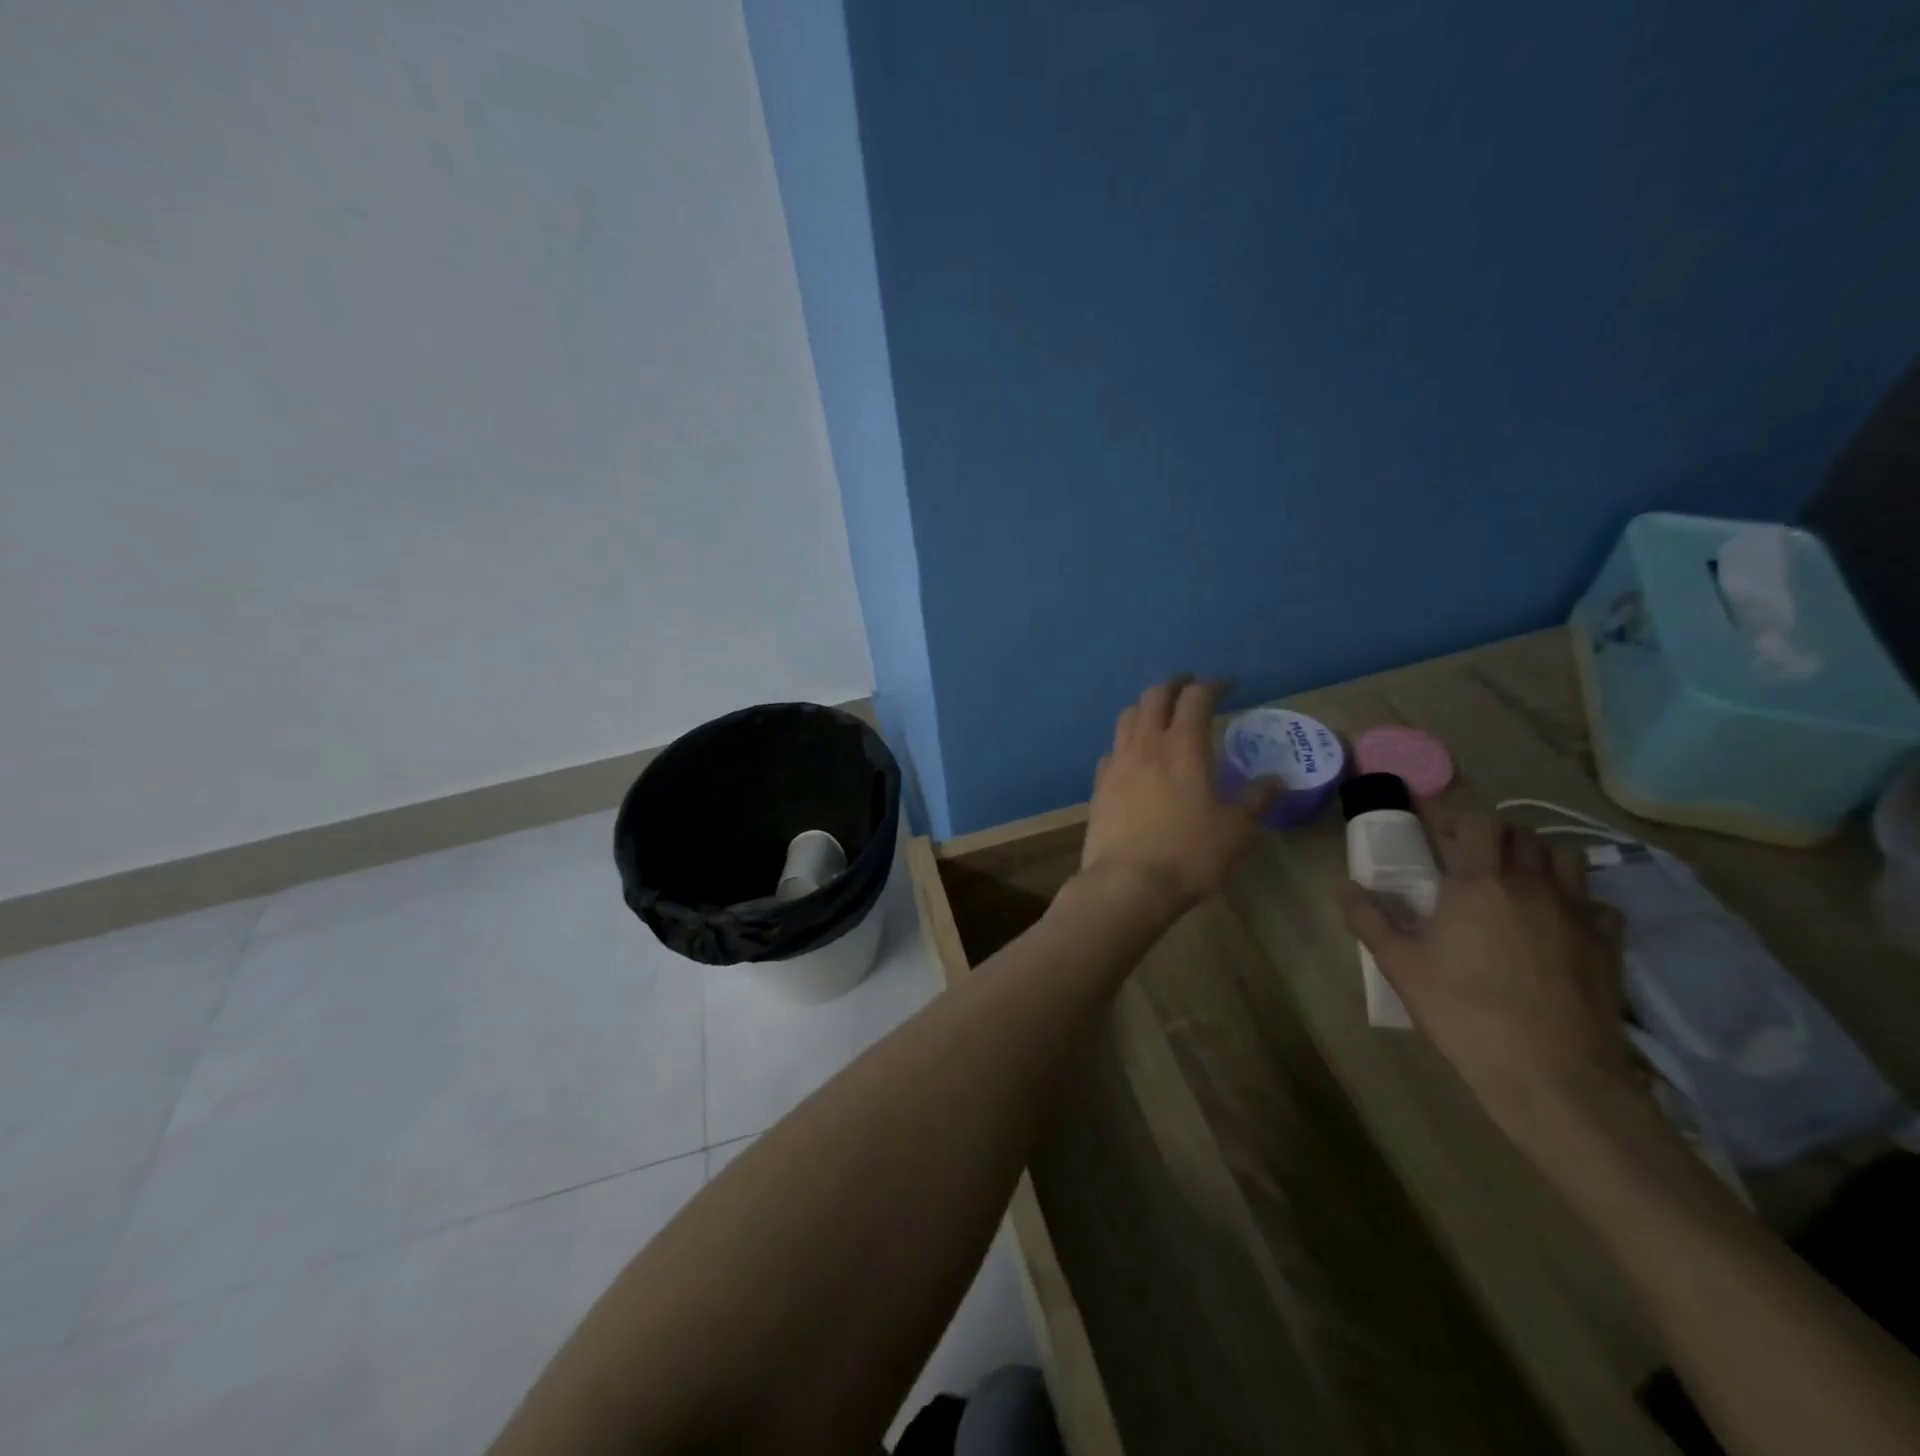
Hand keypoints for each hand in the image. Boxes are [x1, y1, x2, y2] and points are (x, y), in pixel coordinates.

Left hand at [1078, 676, 1278, 912]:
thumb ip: (1256, 801)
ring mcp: (1117, 762)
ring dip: (1147, 706)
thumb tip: (1274, 782)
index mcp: (1184, 746)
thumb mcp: (1236, 831)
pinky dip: (1126, 740)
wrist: (1127, 883)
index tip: (1227, 686)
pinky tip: (1134, 754)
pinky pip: (1112, 748)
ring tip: (1161, 713)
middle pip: (1155, 696)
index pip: (1197, 698)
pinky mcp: (1099, 784)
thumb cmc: (1189, 855)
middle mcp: (1146, 744)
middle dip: (1175, 685)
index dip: (1213, 685)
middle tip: (1190, 687)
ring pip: (1127, 716)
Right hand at [1339, 809, 1638, 1150]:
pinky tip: (1557, 923)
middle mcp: (1533, 884)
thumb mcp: (1400, 966)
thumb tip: (1346, 887)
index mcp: (1480, 882)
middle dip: (1492, 835)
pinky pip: (1598, 903)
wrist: (1553, 1076)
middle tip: (1466, 856)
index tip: (1432, 827)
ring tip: (1515, 881)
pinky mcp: (1608, 945)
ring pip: (1566, 858)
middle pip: (1521, 833)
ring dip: (1538, 858)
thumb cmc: (1465, 1013)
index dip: (1454, 815)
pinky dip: (1577, 900)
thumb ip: (1369, 919)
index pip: (1477, 820)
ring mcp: (1577, 913)